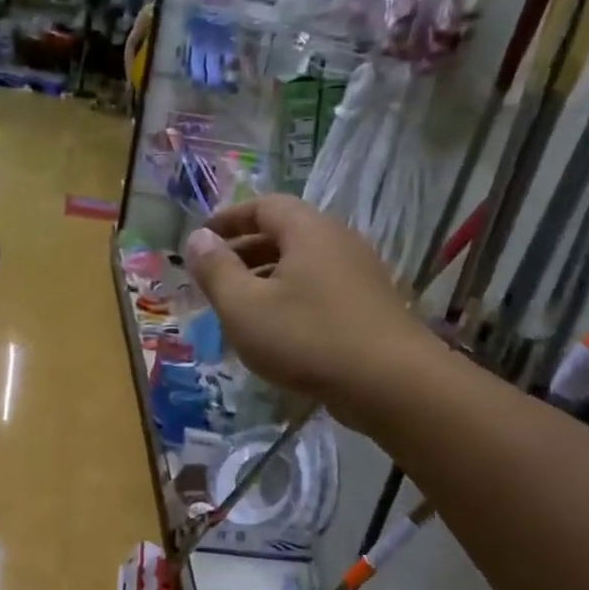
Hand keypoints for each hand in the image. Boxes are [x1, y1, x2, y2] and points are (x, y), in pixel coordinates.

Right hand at [183, 196, 435, 429]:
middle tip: (214, 277)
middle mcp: (338, 242)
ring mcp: (359, 274)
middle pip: (285, 234)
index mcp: (308, 231)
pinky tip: (277, 332)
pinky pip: (319, 289)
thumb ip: (216, 270)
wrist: (390, 383)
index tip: (201, 239)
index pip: (263, 206)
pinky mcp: (369, 306)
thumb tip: (197, 238)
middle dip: (244, 251)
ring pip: (302, 265)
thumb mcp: (244, 306)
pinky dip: (290, 298)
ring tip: (239, 308)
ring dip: (266, 278)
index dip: (228, 219)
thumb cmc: (306, 337)